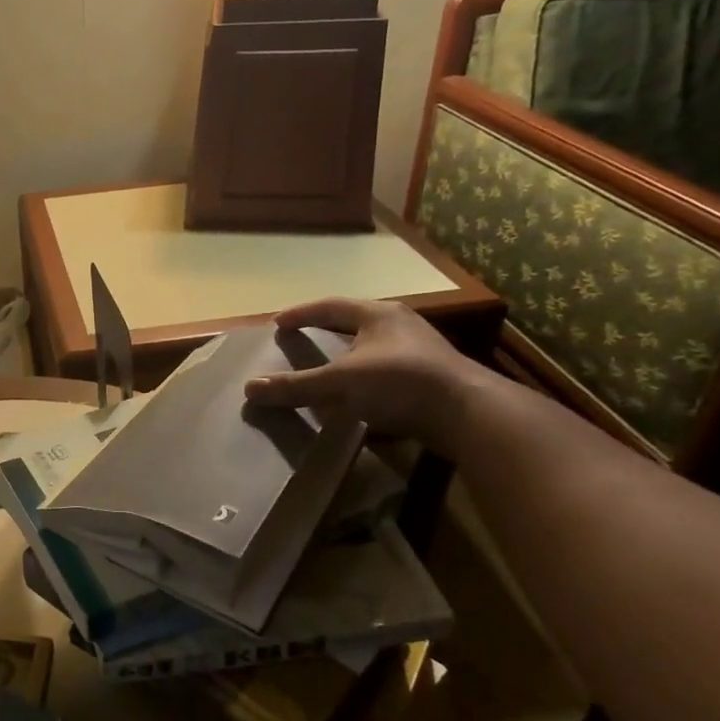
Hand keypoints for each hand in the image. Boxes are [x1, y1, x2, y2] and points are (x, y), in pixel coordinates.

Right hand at [243, 297, 493, 447]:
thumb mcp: (341, 383)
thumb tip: (249, 389)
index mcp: (378, 315)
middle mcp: (400, 326)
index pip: (330, 306)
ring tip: (326, 373)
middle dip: (326, 334)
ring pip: (371, 350)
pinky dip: (363, 383)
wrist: (470, 415)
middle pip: (354, 324)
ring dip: (347, 360)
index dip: (302, 313)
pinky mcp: (430, 379)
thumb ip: (296, 386)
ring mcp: (420, 352)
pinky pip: (386, 374)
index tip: (278, 323)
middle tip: (301, 342)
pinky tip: (355, 400)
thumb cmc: (401, 383)